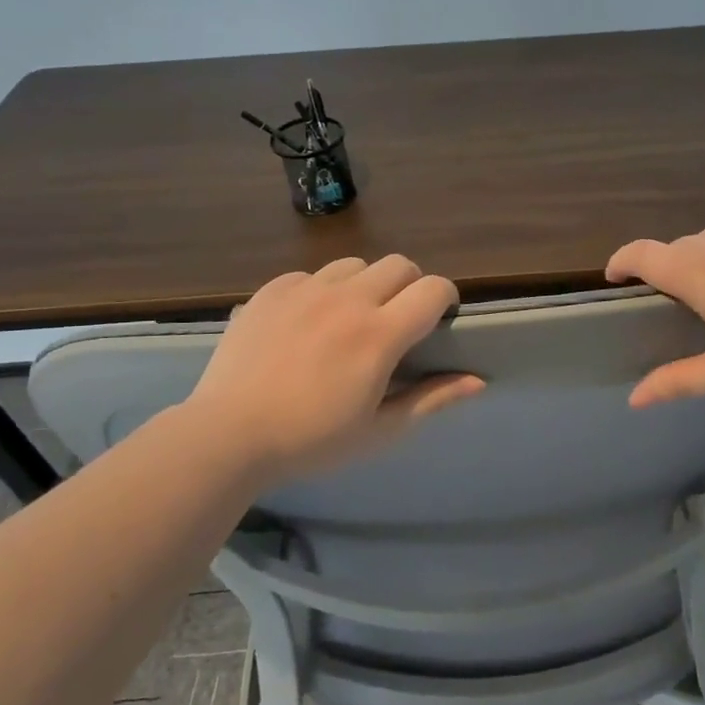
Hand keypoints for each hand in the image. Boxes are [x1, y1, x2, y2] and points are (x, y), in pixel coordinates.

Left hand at [178, 255, 482, 480]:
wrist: (226, 435)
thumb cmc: (311, 440)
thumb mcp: (380, 429)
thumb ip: (432, 399)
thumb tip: (478, 380)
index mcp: (380, 334)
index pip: (433, 289)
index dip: (445, 298)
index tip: (439, 319)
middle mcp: (348, 299)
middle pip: (400, 264)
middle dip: (410, 285)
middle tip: (397, 321)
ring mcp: (306, 290)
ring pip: (355, 264)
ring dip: (366, 284)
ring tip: (351, 318)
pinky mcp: (272, 291)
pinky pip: (310, 274)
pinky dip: (321, 291)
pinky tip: (307, 323)